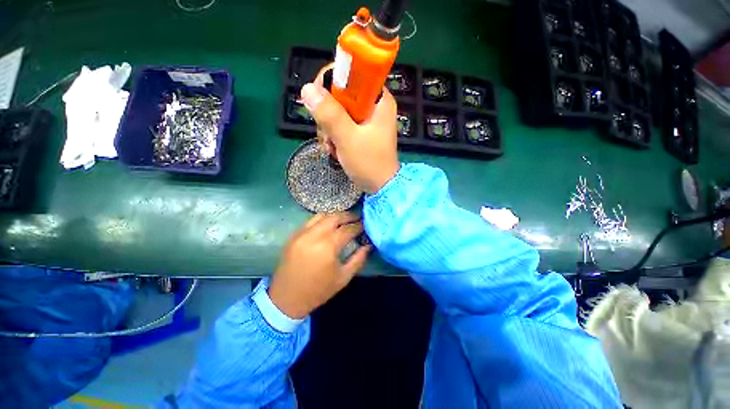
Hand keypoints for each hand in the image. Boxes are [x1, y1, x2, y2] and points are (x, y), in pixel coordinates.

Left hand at [268, 213, 370, 318]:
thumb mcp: (344, 277)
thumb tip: (368, 246)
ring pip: (322, 216)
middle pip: (334, 217)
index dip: (358, 226)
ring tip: (343, 220)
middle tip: (357, 218)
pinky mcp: (293, 236)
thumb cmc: (319, 290)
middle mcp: (314, 236)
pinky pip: (310, 221)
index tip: (365, 224)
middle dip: (348, 216)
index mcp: (328, 247)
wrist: (287, 299)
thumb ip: (358, 259)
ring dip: (335, 216)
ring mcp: (302, 234)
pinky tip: (327, 225)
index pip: (347, 229)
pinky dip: (322, 220)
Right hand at [300, 66, 399, 193]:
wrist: (381, 187)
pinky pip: (341, 125)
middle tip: (329, 135)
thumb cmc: (369, 163)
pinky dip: (334, 137)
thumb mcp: (348, 139)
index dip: (331, 83)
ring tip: (333, 147)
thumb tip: (307, 89)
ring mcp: (367, 120)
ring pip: (337, 112)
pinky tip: (335, 151)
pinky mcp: (361, 132)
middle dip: (328, 116)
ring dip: (329, 130)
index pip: (351, 73)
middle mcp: (374, 105)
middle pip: (340, 95)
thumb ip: (330, 114)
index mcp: (379, 100)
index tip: (319, 102)